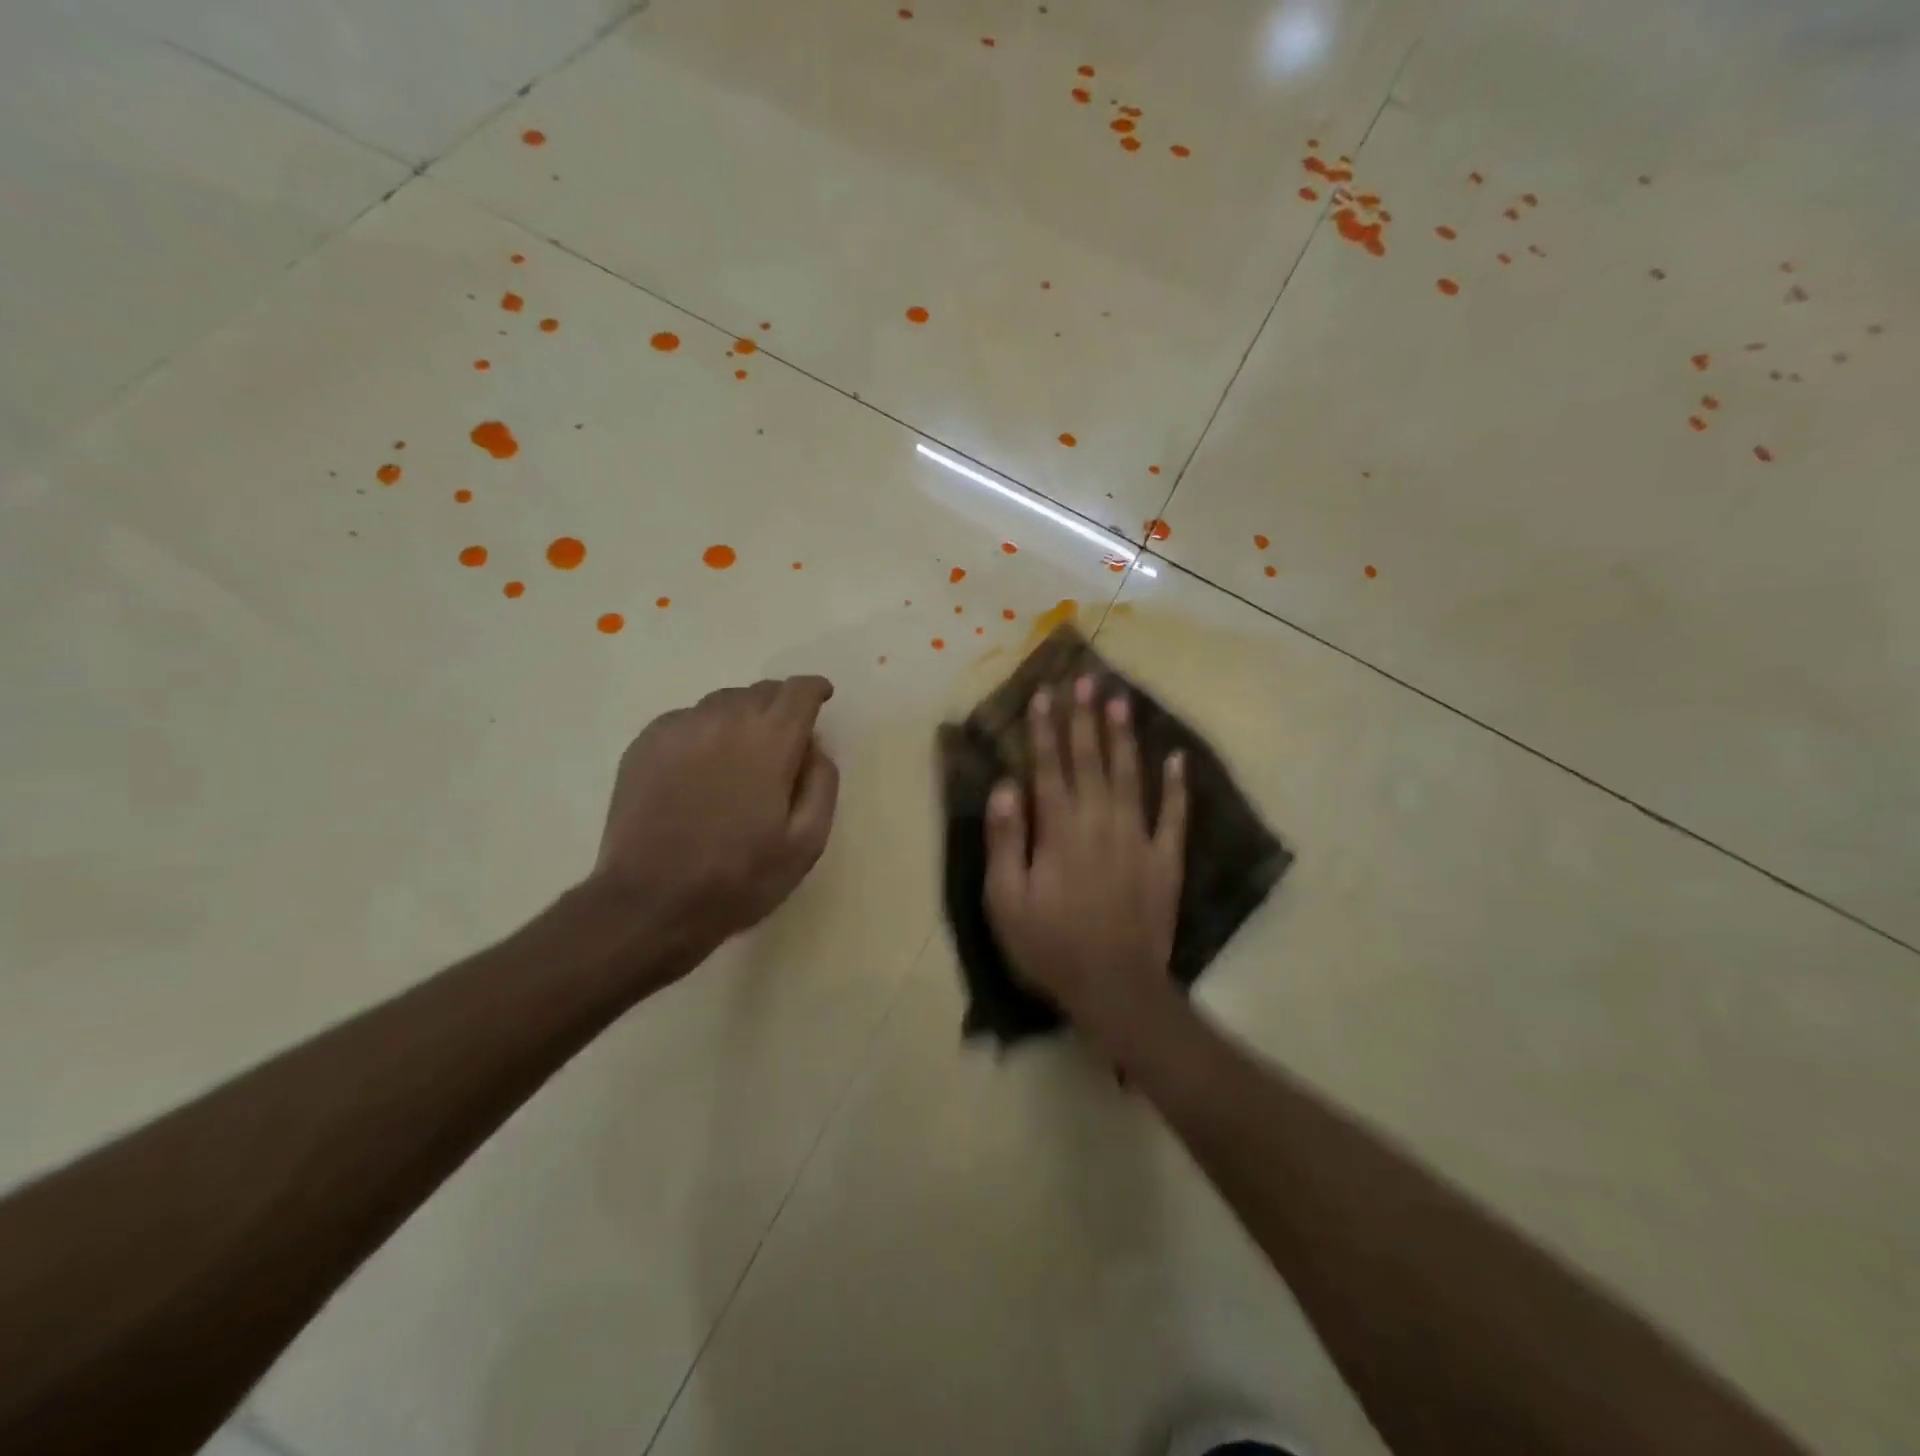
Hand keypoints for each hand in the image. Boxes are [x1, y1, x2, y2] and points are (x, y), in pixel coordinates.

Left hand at [590, 676, 840, 963]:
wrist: (650, 903)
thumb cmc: (739, 878)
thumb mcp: (806, 843)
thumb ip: (822, 784)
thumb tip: (815, 747)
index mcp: (769, 741)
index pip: (798, 691)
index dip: (814, 690)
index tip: (821, 698)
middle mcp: (723, 720)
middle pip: (760, 691)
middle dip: (781, 704)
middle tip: (785, 736)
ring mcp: (678, 729)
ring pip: (722, 702)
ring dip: (742, 716)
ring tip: (743, 752)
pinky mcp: (644, 745)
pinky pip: (686, 720)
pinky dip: (705, 730)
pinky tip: (702, 765)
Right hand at [983, 673, 1188, 1060]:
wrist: (1115, 987)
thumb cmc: (1050, 946)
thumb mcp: (1006, 901)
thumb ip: (1004, 841)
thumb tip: (1006, 787)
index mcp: (1059, 830)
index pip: (1049, 768)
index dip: (1046, 729)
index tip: (1046, 694)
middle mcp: (1099, 822)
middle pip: (1090, 761)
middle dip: (1085, 719)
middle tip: (1086, 679)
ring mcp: (1137, 838)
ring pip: (1130, 776)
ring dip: (1123, 737)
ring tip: (1121, 700)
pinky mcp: (1165, 860)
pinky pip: (1173, 815)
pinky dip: (1176, 786)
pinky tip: (1176, 757)